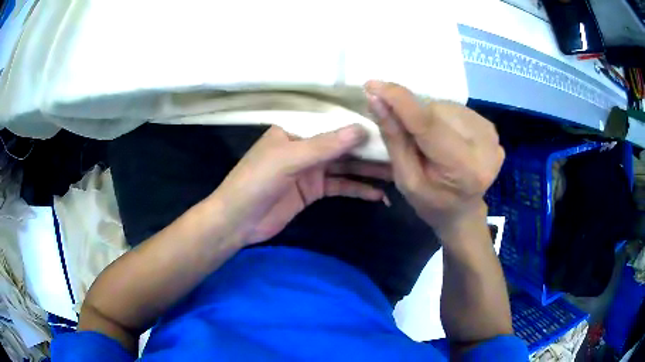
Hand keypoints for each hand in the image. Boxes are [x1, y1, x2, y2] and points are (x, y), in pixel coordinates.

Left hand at [213, 125, 391, 244]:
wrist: (238, 222)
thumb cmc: (255, 182)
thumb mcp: (288, 160)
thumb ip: (323, 146)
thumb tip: (361, 129)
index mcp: (296, 129)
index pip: (333, 122)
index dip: (360, 124)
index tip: (389, 126)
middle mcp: (306, 146)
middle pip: (343, 145)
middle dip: (370, 149)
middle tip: (400, 151)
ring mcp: (311, 169)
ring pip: (346, 166)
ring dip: (369, 170)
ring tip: (397, 172)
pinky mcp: (314, 191)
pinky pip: (341, 186)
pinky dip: (358, 189)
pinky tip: (378, 195)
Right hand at [365, 81, 503, 237]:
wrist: (463, 212)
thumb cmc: (431, 202)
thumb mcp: (405, 178)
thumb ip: (394, 138)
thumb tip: (376, 99)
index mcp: (462, 168)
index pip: (428, 124)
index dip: (399, 101)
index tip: (373, 85)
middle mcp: (484, 147)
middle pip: (436, 111)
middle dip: (415, 117)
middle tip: (412, 140)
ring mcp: (492, 136)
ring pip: (446, 106)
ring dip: (430, 117)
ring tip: (430, 142)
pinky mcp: (492, 129)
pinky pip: (457, 110)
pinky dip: (444, 118)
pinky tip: (446, 137)